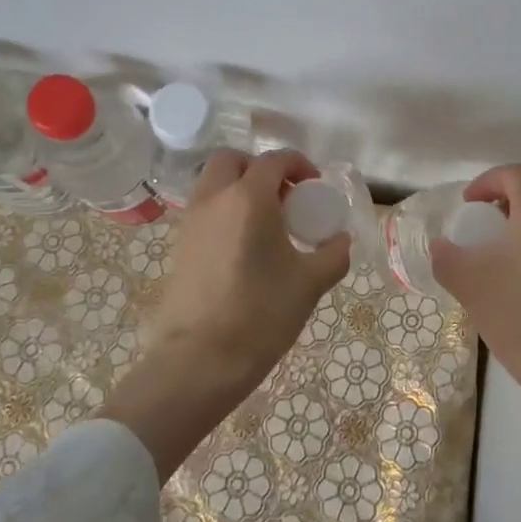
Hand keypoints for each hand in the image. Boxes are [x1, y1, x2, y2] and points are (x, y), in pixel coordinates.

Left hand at [157, 148, 352, 378]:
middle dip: (260, 168)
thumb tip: (341, 240)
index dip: (298, 165)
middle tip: (284, 197)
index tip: (314, 186)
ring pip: (213, 183)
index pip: (274, 160)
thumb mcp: (309, 284)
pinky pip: (204, 210)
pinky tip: (244, 247)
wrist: (198, 361)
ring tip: (266, 223)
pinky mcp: (179, 246)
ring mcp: (191, 222)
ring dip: (239, 188)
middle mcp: (214, 199)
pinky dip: (224, 211)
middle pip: (233, 160)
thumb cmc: (260, 314)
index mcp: (248, 198)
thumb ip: (333, 255)